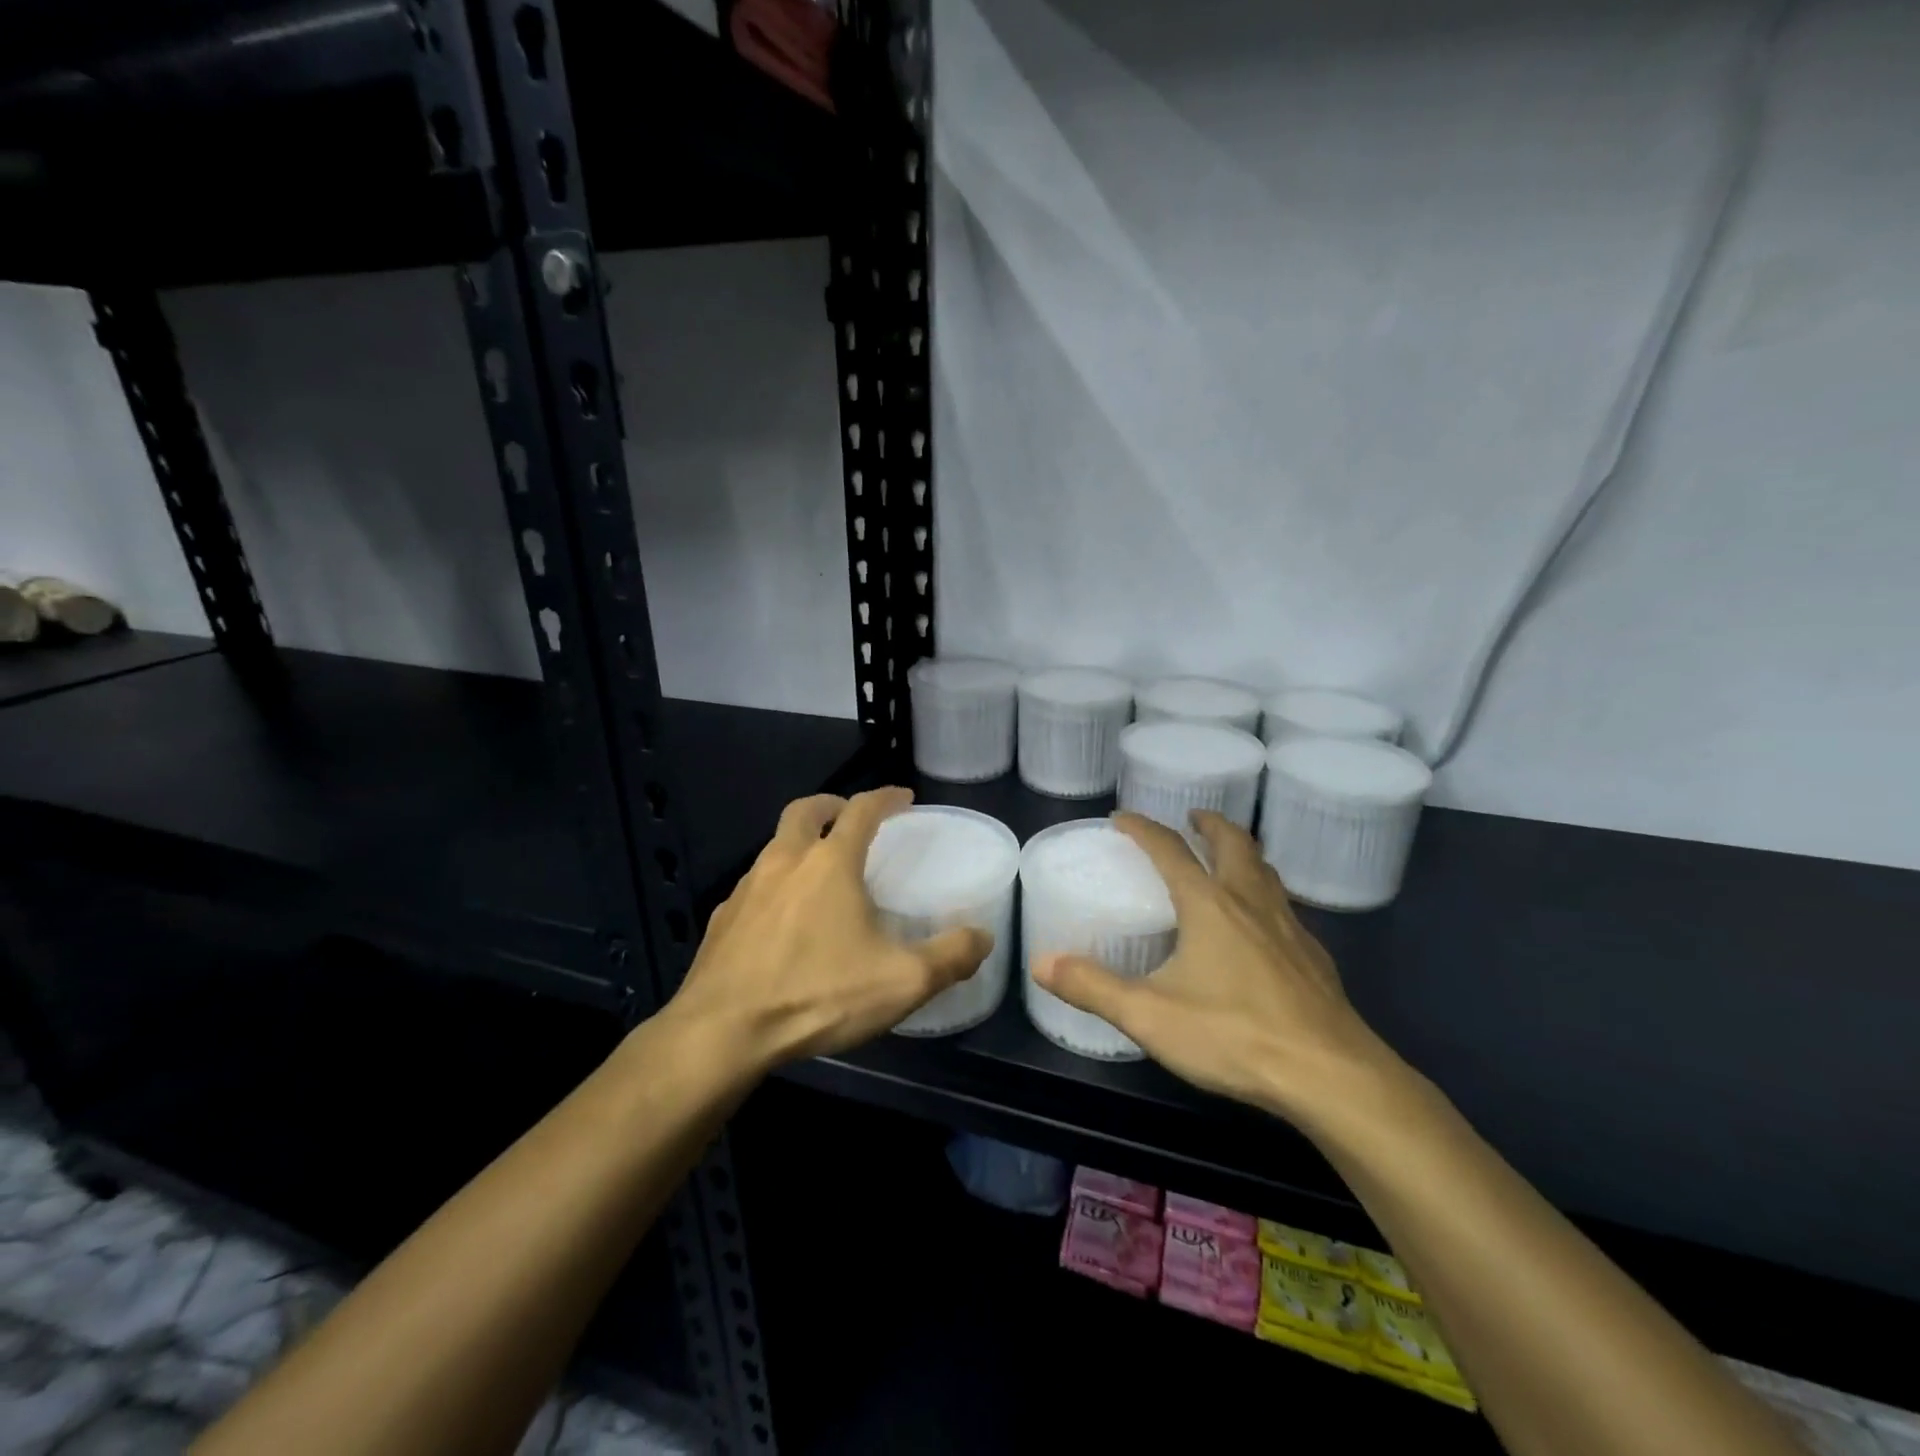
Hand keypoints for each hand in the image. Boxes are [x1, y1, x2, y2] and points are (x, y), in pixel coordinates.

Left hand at [667, 788, 990, 1072]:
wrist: (722, 1032)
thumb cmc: (817, 994)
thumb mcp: (901, 982)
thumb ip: (950, 957)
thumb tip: (983, 937)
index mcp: (830, 864)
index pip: (862, 810)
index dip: (885, 798)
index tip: (902, 797)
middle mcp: (785, 862)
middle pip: (805, 811)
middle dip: (831, 805)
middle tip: (850, 817)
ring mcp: (746, 889)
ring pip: (774, 847)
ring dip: (799, 845)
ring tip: (818, 873)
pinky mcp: (721, 920)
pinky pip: (752, 888)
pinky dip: (773, 887)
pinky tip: (781, 921)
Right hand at [1033, 811, 1403, 1127]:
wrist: (1331, 1076)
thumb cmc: (1234, 1035)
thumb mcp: (1149, 1015)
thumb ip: (1093, 987)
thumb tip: (1041, 962)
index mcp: (1209, 904)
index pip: (1170, 850)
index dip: (1143, 829)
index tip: (1122, 818)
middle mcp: (1250, 902)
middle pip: (1233, 844)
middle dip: (1210, 824)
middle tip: (1193, 819)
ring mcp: (1289, 928)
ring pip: (1265, 871)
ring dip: (1243, 854)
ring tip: (1227, 861)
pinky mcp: (1314, 957)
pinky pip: (1284, 908)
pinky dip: (1265, 896)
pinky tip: (1261, 928)